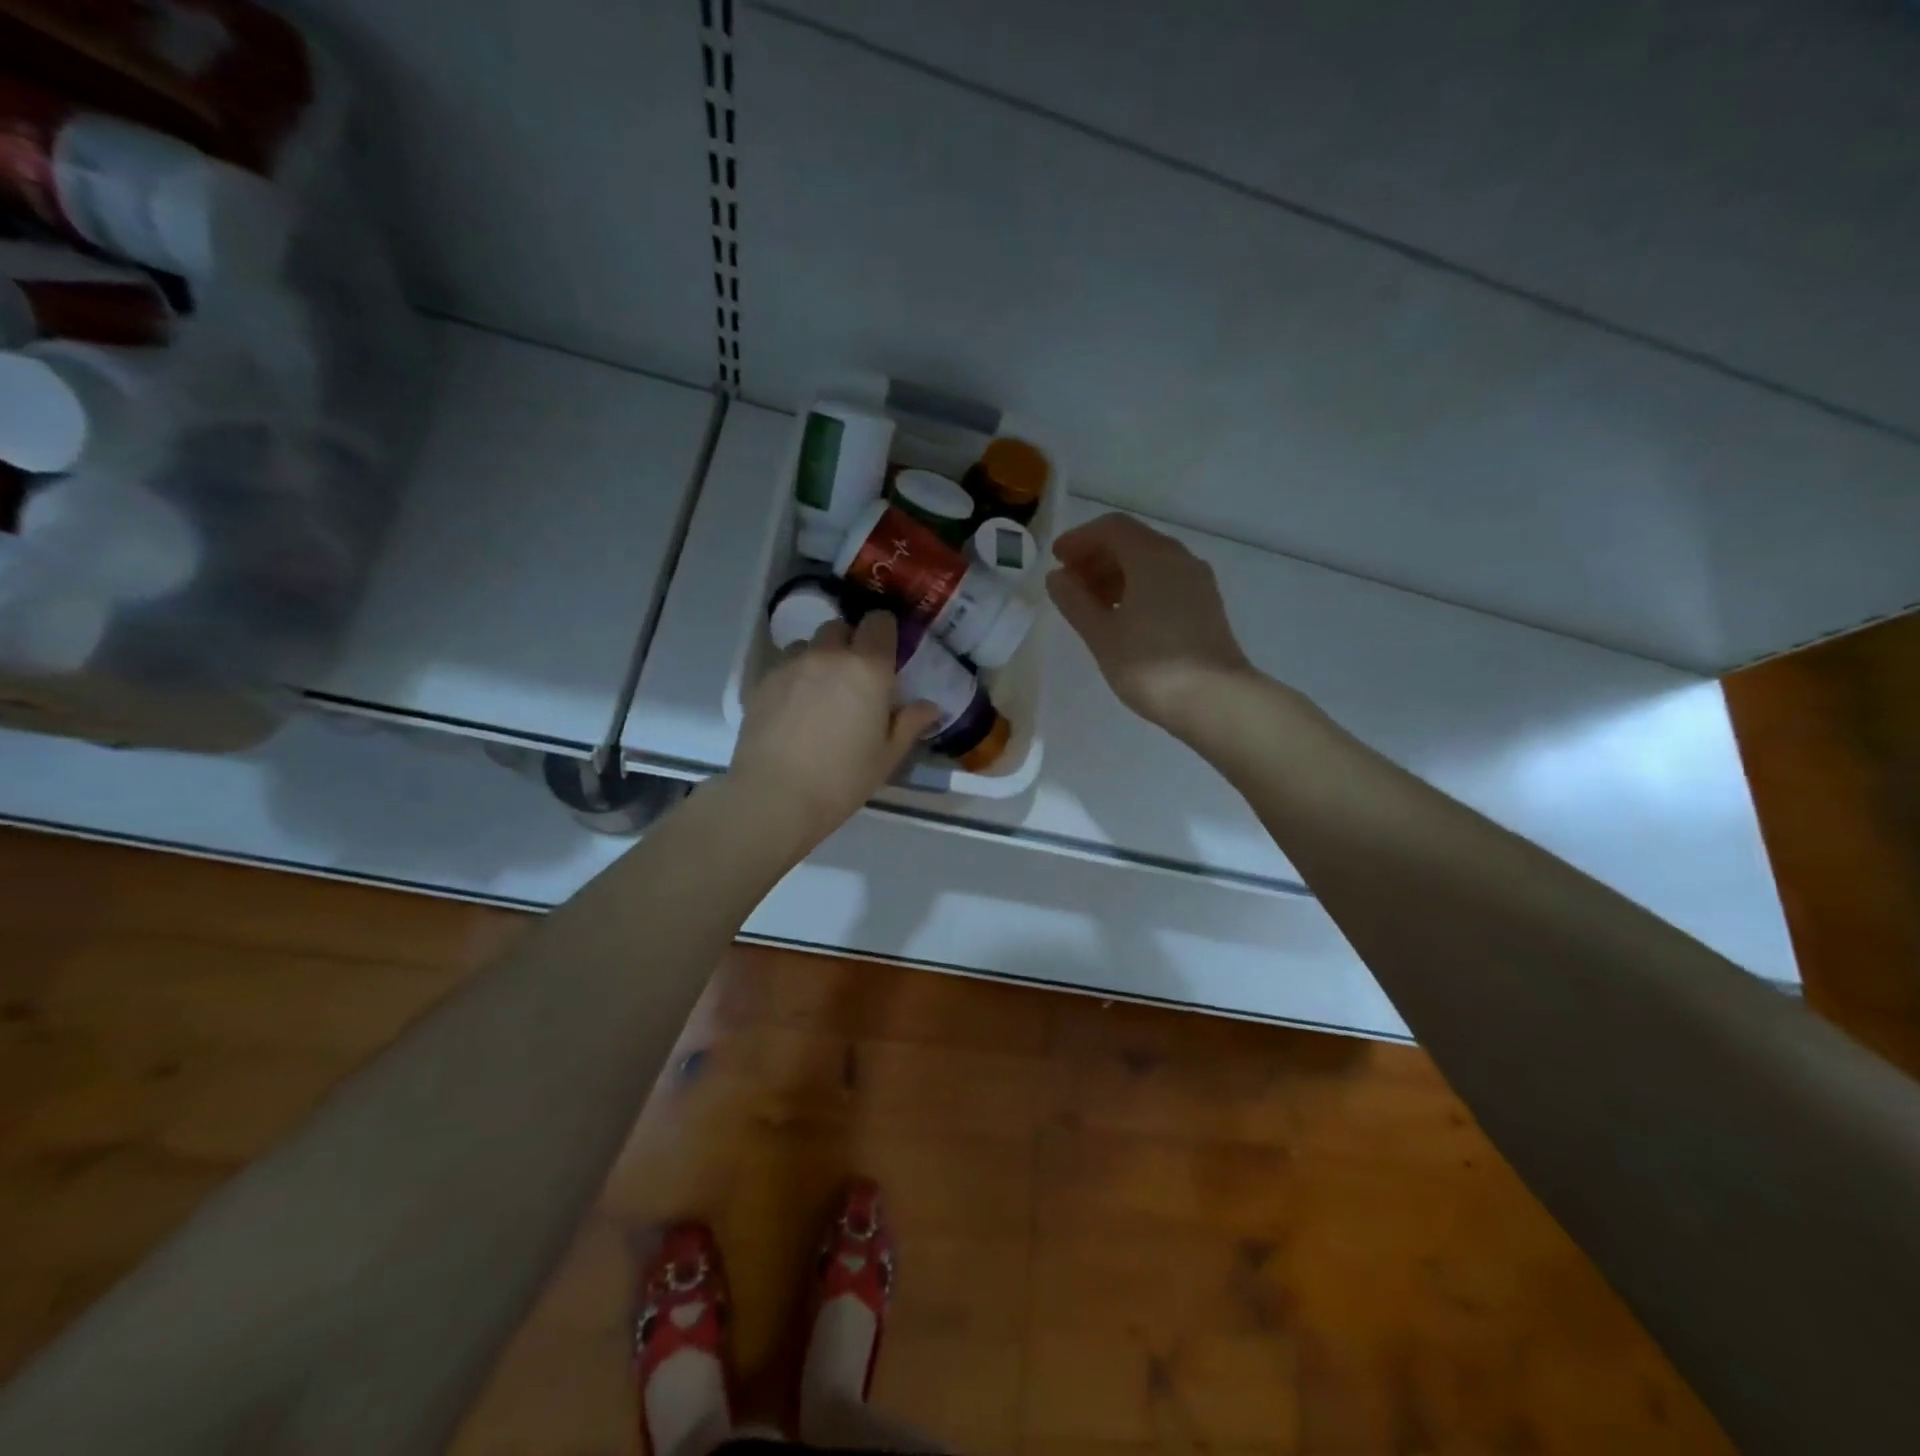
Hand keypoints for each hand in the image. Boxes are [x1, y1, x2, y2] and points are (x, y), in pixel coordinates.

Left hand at [730, 613, 941, 849]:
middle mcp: (828, 655)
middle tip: (855, 677)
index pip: (879, 622)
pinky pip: (784, 665)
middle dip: (850, 643)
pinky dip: (794, 676)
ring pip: (809, 645)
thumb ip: (910, 723)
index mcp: (868, 668)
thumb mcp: (887, 756)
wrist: (775, 795)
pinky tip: (794, 708)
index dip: (884, 631)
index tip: (887, 651)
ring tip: (821, 691)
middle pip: (840, 628)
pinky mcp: (761, 681)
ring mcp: (790, 665)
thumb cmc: (842, 778)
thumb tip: (929, 706)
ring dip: (819, 658)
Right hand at [1046, 513, 1258, 737]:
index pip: (1111, 528)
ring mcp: (1196, 582)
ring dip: (1115, 575)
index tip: (1056, 560)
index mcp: (1152, 556)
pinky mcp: (1205, 605)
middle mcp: (1179, 558)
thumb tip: (1057, 577)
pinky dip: (1136, 588)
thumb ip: (1075, 601)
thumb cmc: (1150, 665)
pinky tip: (1121, 617)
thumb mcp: (1101, 635)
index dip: (1079, 539)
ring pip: (1149, 563)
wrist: (1215, 700)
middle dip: (1096, 557)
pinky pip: (1164, 582)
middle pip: (1131, 542)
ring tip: (1089, 604)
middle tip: (1068, 584)